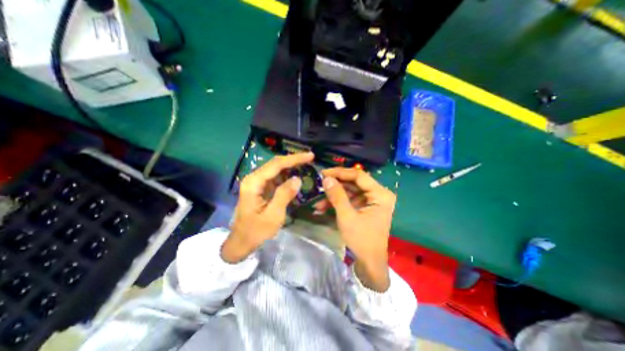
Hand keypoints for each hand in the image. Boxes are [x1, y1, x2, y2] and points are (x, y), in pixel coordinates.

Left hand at [221, 152, 315, 261]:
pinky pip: (275, 177)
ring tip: (306, 165)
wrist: (241, 242)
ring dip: (291, 166)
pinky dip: (287, 175)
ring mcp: (256, 182)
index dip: (294, 159)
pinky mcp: (260, 188)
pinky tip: (296, 175)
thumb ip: (284, 195)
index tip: (310, 156)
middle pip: (276, 163)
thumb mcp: (273, 215)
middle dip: (294, 160)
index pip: (276, 164)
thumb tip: (298, 178)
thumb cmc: (256, 231)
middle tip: (310, 158)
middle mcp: (253, 178)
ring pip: (276, 169)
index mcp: (254, 183)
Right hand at [318, 168, 393, 290]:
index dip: (340, 172)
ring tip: (318, 201)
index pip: (359, 175)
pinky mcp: (365, 207)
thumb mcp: (347, 216)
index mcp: (380, 194)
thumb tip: (326, 178)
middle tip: (319, 183)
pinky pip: (350, 200)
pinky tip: (323, 207)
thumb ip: (337, 195)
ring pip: (350, 191)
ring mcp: (372, 201)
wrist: (369, 263)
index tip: (324, 173)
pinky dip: (337, 203)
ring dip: (334, 196)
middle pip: (354, 182)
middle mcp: (378, 194)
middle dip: (336, 185)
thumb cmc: (361, 240)